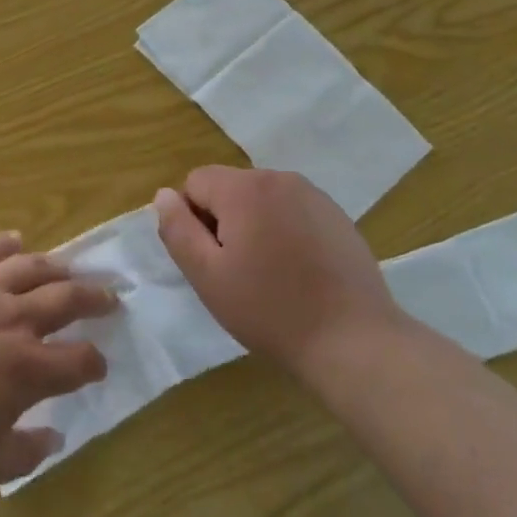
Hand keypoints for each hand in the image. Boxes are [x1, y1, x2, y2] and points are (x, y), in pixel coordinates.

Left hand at [0, 232, 114, 493]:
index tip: (99, 363)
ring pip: (30, 267)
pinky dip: (4, 242)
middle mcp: (11, 319)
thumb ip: (25, 453)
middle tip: (110, 296)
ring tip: (69, 269)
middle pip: (65, 299)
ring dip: (56, 267)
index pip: (77, 360)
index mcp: (25, 369)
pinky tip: (16, 239)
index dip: (94, 362)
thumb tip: (56, 437)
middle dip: (94, 299)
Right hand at [153, 166, 401, 373]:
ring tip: (269, 274)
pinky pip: (292, 211)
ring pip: (262, 199)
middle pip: (230, 187)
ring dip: (254, 225)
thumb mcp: (208, 276)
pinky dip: (284, 231)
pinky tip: (298, 272)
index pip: (195, 182)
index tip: (210, 260)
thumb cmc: (270, 310)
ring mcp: (314, 195)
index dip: (192, 219)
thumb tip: (164, 195)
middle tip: (237, 272)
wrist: (353, 339)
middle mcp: (280, 178)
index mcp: (245, 188)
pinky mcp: (337, 215)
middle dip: (223, 221)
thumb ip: (178, 230)